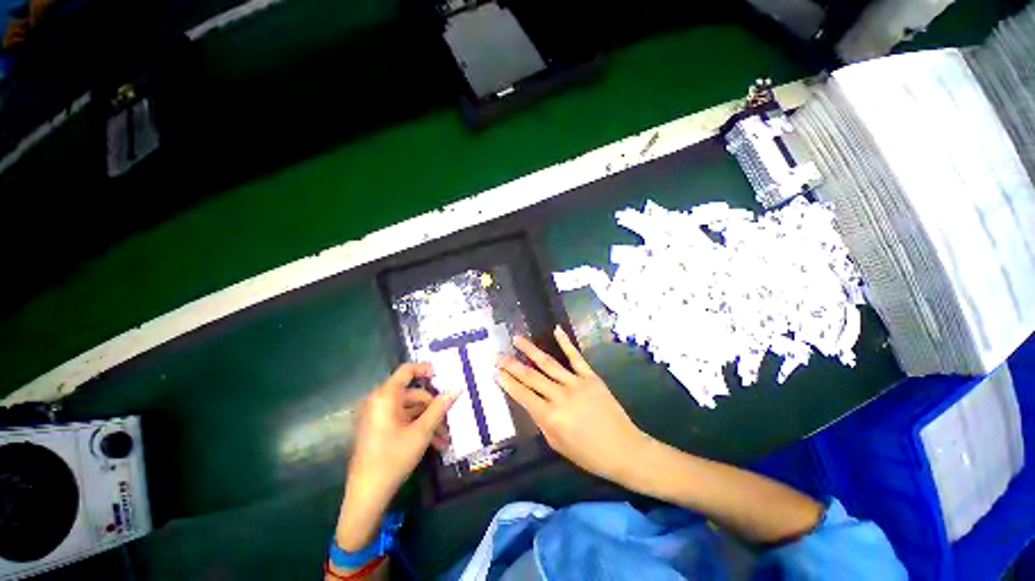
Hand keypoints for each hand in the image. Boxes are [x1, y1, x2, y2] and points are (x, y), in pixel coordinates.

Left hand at [337, 363, 456, 550]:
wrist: (366, 495)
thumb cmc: (394, 457)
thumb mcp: (422, 431)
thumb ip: (440, 407)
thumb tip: (457, 388)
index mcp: (385, 396)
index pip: (407, 370)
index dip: (426, 369)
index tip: (444, 376)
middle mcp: (379, 402)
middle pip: (412, 393)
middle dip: (433, 406)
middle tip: (450, 417)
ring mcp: (377, 416)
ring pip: (410, 410)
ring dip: (429, 420)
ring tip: (446, 437)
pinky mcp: (378, 430)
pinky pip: (402, 421)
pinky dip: (418, 428)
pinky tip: (435, 444)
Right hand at [496, 327, 652, 485]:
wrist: (624, 449)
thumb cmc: (588, 454)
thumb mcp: (557, 444)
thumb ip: (542, 421)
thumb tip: (532, 402)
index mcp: (550, 417)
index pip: (523, 395)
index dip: (507, 382)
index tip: (495, 371)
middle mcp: (560, 396)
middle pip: (531, 376)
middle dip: (511, 365)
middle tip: (497, 355)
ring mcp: (576, 383)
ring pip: (548, 363)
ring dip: (530, 350)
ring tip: (516, 339)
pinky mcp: (590, 376)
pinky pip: (576, 357)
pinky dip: (566, 342)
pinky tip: (556, 329)